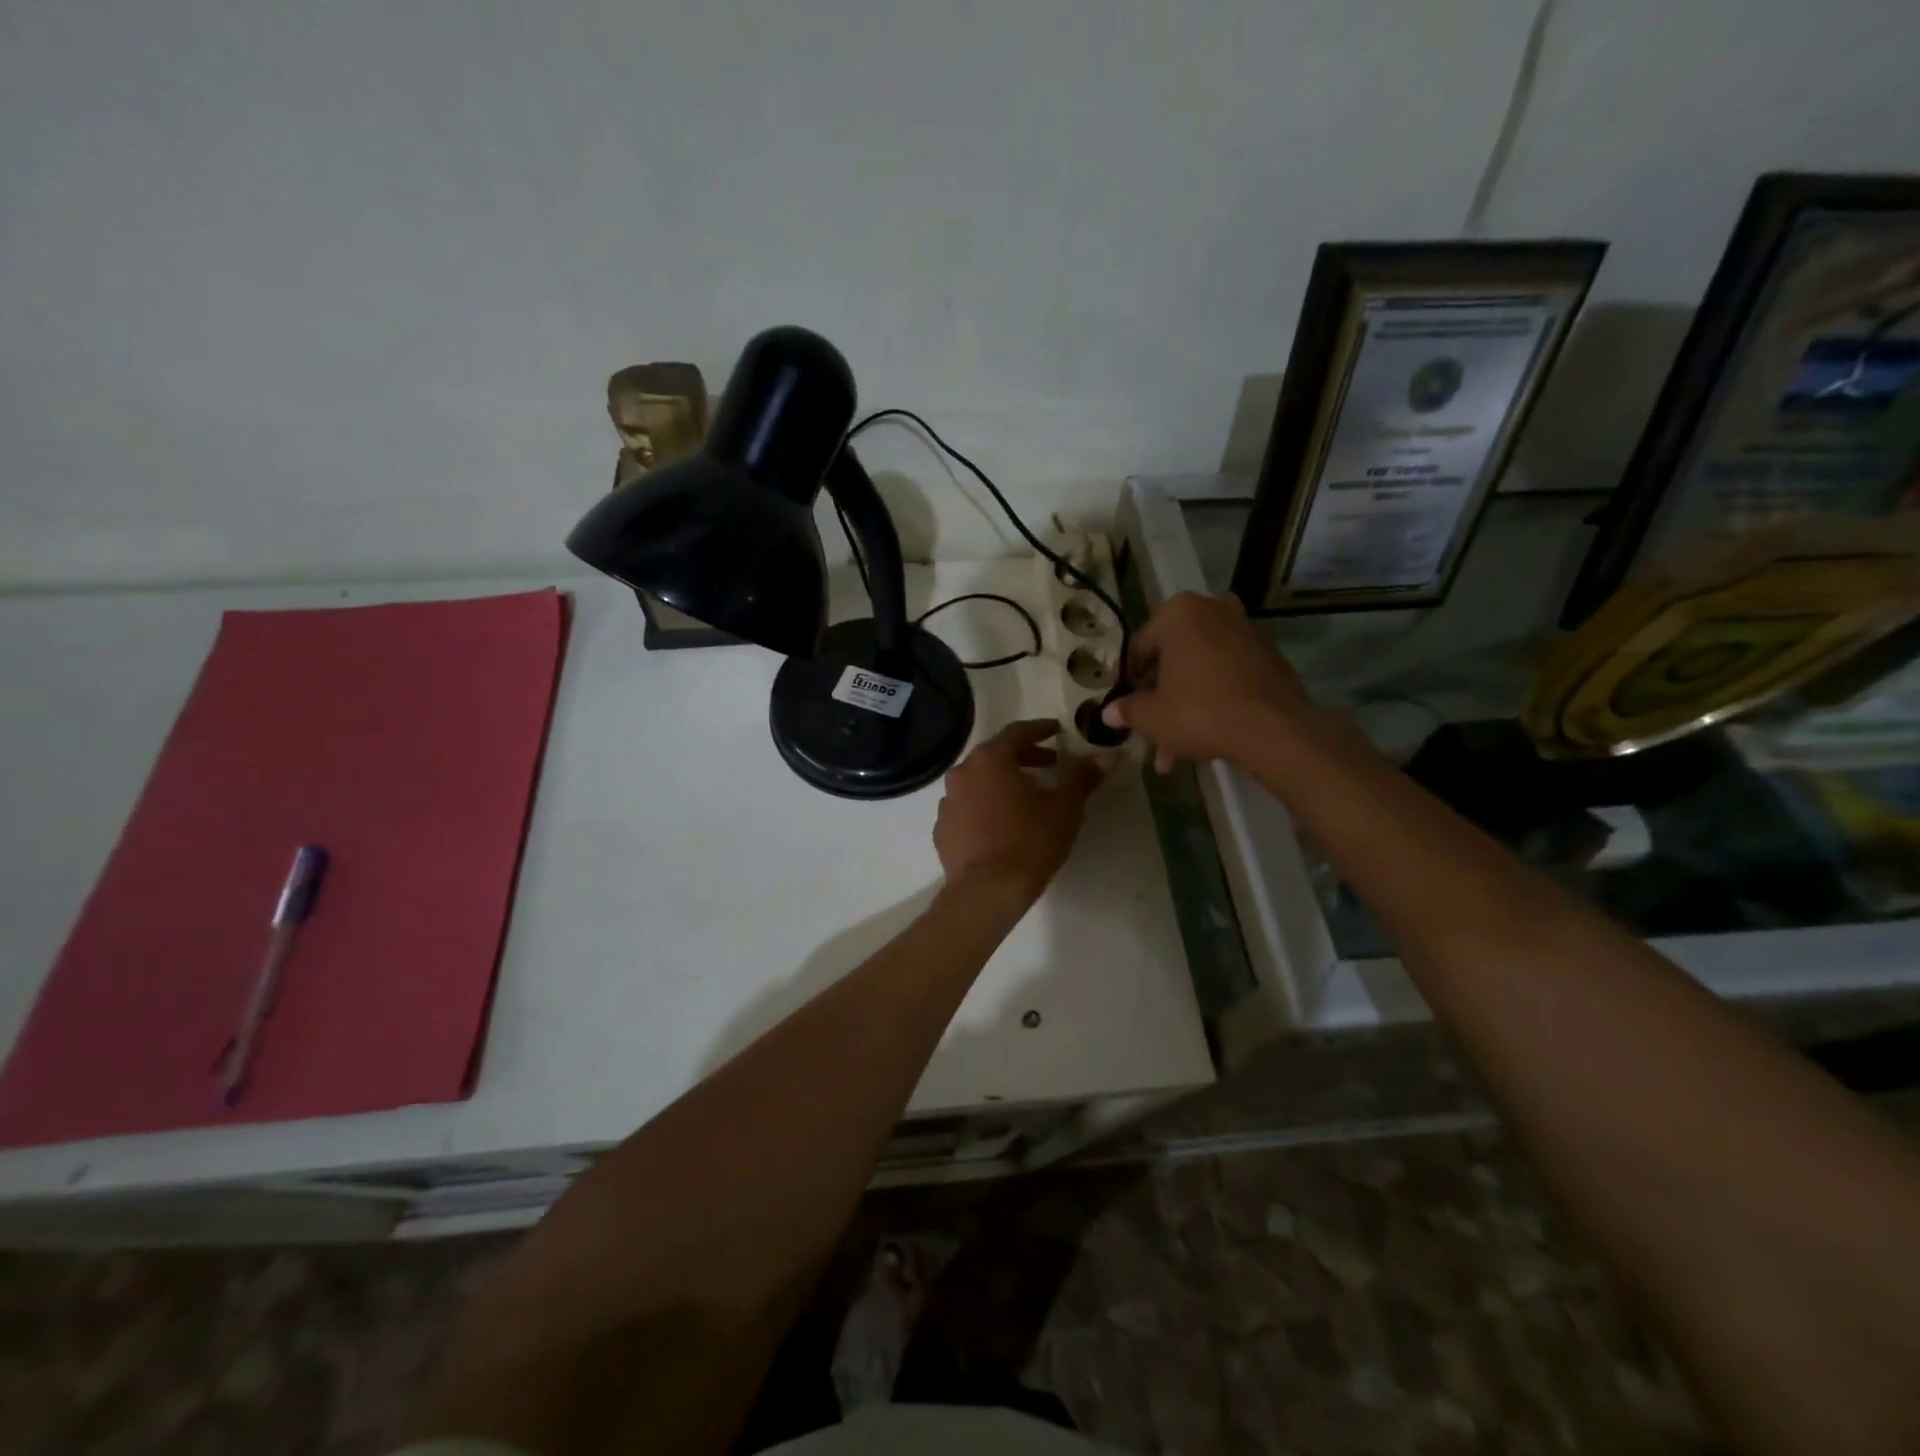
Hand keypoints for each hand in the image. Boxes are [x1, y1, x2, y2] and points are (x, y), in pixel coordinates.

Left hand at [934, 720, 1107, 899]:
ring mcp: (948, 802)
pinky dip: (984, 807)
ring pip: (979, 782)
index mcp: (990, 759)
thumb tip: (1109, 755)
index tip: (1057, 731)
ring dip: (1002, 783)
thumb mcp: (1065, 808)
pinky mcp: (942, 829)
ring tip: (1026, 797)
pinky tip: (1001, 824)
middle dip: (1024, 757)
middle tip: (1049, 765)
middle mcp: (962, 773)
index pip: (1017, 732)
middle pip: (995, 755)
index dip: (1040, 730)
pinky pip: (967, 808)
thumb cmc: (1030, 841)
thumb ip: (1083, 777)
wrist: (987, 891)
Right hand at [1102, 591, 1311, 771]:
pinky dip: (1211, 699)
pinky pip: (1225, 676)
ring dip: (1182, 706)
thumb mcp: (1151, 716)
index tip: (1122, 707)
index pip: (1138, 648)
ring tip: (1172, 750)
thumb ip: (1127, 709)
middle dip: (1158, 700)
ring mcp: (1244, 631)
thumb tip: (1109, 712)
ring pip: (1198, 671)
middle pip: (1171, 659)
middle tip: (1148, 732)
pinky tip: (1203, 736)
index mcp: (1178, 613)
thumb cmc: (1200, 712)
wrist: (1274, 729)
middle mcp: (1212, 610)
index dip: (1126, 682)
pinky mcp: (1267, 656)